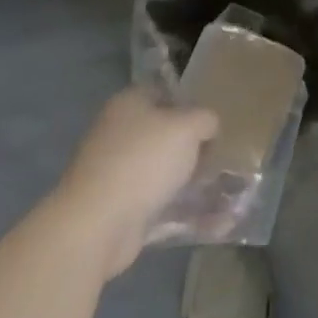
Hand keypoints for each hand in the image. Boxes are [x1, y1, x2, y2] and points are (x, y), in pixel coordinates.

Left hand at [56, 89, 217, 277]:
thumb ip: (205, 119)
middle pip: (163, 134)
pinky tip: (208, 221)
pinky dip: (178, 209)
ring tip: (220, 193)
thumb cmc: (143, 161)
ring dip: (187, 181)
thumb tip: (208, 126)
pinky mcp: (117, 206)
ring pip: (160, 170)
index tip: (213, 126)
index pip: (165, 93)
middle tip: (218, 159)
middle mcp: (118, 132)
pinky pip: (156, 202)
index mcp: (129, 103)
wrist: (97, 224)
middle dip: (191, 147)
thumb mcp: (187, 127)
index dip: (191, 106)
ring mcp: (114, 171)